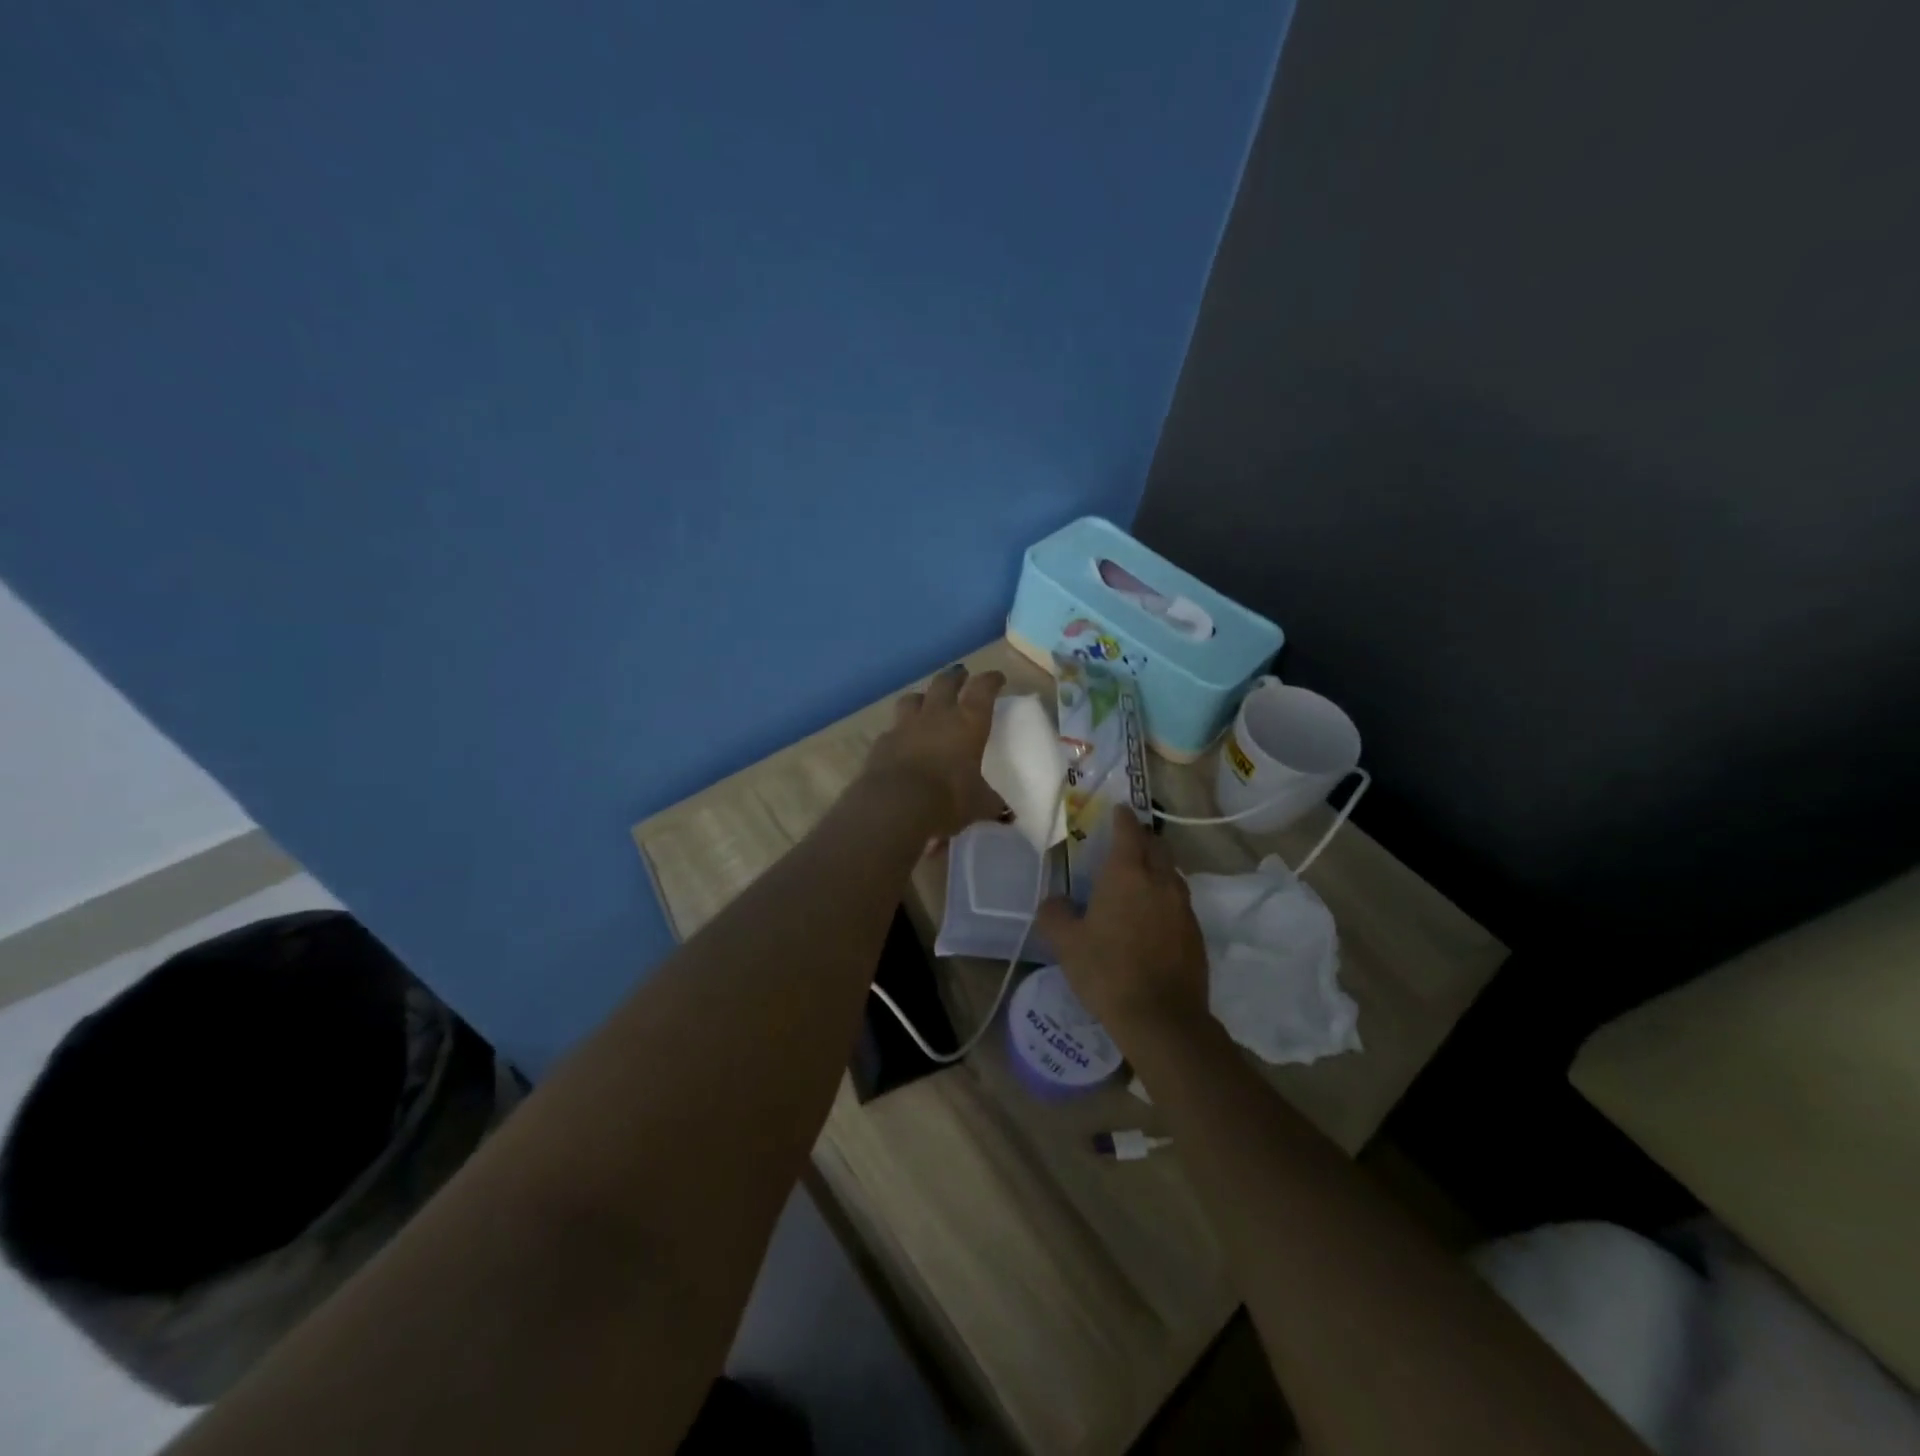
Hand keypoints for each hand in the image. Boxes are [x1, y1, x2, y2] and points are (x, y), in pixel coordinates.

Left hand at [863, 664, 1008, 839]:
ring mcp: (905, 725)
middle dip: (955, 677)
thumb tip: (1006, 813)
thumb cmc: (948, 798)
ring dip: (922, 698)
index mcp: (968, 722)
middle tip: (960, 675)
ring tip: (925, 701)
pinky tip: (901, 739)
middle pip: (945, 683)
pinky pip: (893, 728)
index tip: (996, 678)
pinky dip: (900, 730)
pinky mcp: (882, 741)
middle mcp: (937, 715)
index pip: (983, 690)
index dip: (991, 681)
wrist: (896, 804)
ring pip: (913, 699)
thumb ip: (991, 803)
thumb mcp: (978, 804)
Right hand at [1036, 806, 1210, 1032]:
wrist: (1162, 1018)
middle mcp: (1160, 881)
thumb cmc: (1107, 972)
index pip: (1128, 831)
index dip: (1123, 817)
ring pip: (1172, 873)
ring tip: (1140, 878)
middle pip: (1157, 846)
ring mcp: (1183, 907)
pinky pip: (1180, 901)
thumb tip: (1054, 901)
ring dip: (1157, 867)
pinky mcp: (1196, 933)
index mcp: (1127, 874)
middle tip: (1127, 842)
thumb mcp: (1066, 943)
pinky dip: (1166, 897)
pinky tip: (1154, 916)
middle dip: (1143, 838)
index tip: (1118, 809)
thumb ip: (1055, 914)